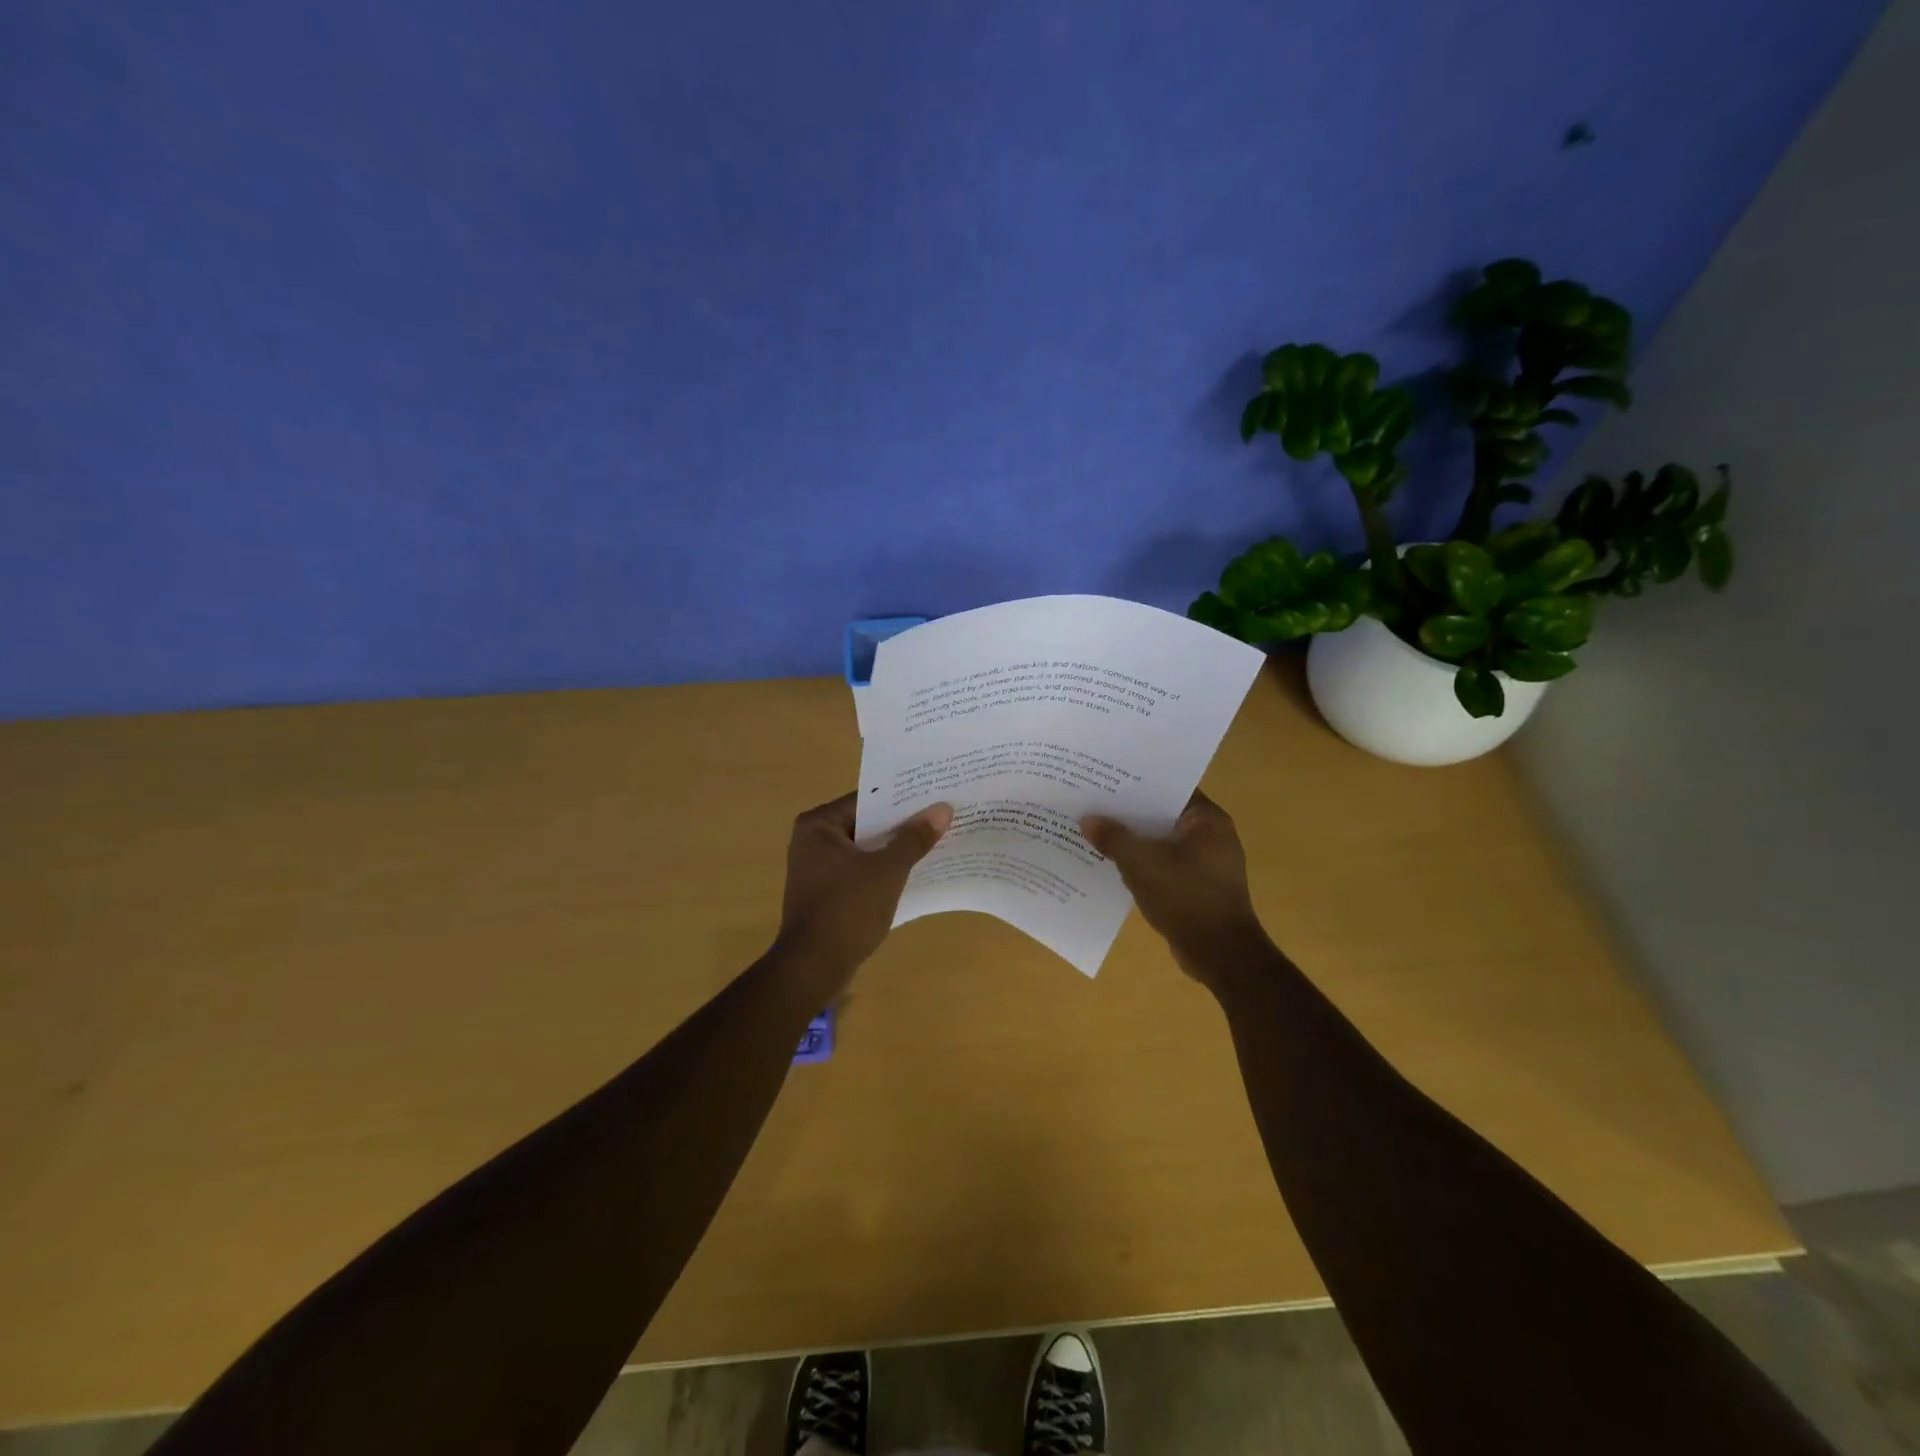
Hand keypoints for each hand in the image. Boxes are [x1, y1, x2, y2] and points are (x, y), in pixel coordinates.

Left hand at [773, 793, 951, 981]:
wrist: (814, 967)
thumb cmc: (847, 909)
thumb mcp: (887, 870)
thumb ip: (914, 838)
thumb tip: (943, 808)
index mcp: (819, 824)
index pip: (867, 799)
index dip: (902, 798)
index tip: (934, 795)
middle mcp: (812, 839)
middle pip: (866, 823)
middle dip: (901, 824)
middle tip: (940, 815)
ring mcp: (816, 867)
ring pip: (864, 848)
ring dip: (893, 848)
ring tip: (934, 840)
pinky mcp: (825, 892)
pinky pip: (859, 870)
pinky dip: (882, 869)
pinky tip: (912, 871)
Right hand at [1081, 791, 1271, 984]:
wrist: (1221, 955)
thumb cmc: (1186, 897)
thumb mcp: (1141, 864)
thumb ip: (1113, 838)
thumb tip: (1088, 819)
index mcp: (1207, 820)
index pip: (1169, 788)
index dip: (1137, 783)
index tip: (1106, 780)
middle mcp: (1213, 835)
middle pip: (1163, 815)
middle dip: (1131, 814)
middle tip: (1094, 804)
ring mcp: (1209, 863)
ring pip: (1163, 842)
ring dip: (1136, 841)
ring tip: (1098, 833)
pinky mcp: (1201, 887)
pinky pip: (1166, 865)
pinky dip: (1145, 864)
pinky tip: (1116, 866)